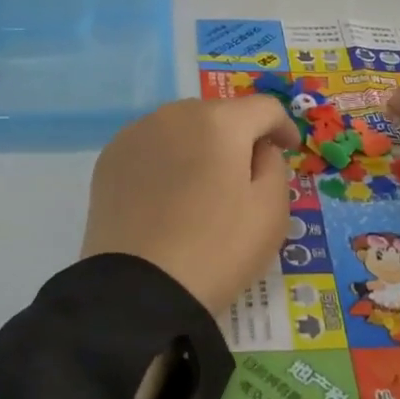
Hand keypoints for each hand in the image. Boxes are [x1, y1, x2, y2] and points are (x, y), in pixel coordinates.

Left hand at [81, 96, 300, 315]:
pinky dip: (167, 161)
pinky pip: (151, 148)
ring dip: (200, 146)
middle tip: (246, 174)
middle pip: (220, 114)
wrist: (140, 290)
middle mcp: (175, 114)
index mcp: (220, 121)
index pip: (264, 108)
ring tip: (204, 185)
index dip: (283, 127)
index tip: (290, 150)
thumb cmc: (218, 249)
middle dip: (238, 136)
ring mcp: (136, 134)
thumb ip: (275, 165)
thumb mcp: (271, 211)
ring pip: (182, 128)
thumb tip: (258, 149)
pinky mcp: (109, 160)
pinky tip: (169, 196)